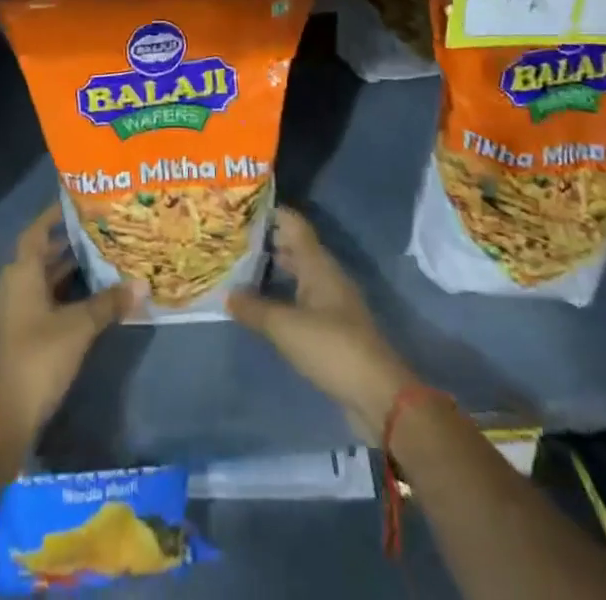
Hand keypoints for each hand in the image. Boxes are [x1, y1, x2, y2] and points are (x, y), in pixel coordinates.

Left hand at [0, 204, 140, 444]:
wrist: (3, 418)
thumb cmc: (38, 358)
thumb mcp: (79, 327)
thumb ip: (109, 303)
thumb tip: (142, 284)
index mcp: (20, 273)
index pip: (37, 231)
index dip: (55, 216)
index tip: (78, 204)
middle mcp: (11, 285)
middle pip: (39, 255)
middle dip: (67, 245)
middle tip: (100, 234)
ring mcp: (9, 313)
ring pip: (40, 281)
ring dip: (65, 273)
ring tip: (99, 264)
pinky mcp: (13, 336)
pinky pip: (38, 302)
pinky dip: (59, 296)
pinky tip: (85, 302)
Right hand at [228, 206, 415, 442]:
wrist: (378, 395)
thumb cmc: (332, 348)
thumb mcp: (285, 327)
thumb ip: (254, 308)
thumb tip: (227, 293)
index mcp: (318, 264)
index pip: (293, 224)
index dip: (269, 212)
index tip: (240, 209)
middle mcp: (326, 276)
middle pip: (294, 247)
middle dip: (266, 242)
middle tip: (231, 240)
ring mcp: (331, 302)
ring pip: (297, 274)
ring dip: (272, 270)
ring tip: (239, 269)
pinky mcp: (332, 329)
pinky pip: (301, 300)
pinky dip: (281, 296)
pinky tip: (261, 306)